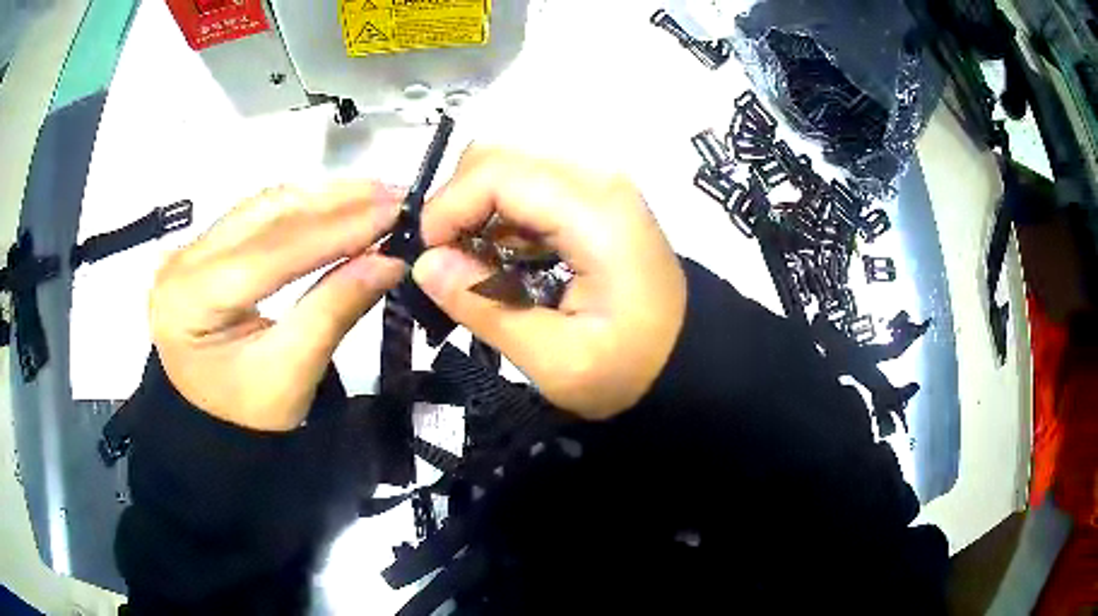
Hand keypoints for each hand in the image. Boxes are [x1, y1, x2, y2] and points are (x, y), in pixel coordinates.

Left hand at [149, 182, 405, 431]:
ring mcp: (191, 247)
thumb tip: (390, 260)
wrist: (210, 421)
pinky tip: (339, 201)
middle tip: (396, 196)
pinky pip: (258, 214)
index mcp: (191, 301)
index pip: (270, 252)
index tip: (395, 212)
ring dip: (324, 197)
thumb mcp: (292, 375)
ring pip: (264, 206)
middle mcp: (183, 261)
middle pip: (265, 216)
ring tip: (377, 194)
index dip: (335, 229)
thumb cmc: (247, 413)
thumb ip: (334, 311)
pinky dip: (304, 206)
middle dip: (336, 203)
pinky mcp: (205, 245)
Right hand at [414, 146, 686, 419]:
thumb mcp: (556, 359)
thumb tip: (424, 264)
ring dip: (477, 209)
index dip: (448, 207)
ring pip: (511, 167)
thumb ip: (486, 307)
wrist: (688, 359)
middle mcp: (598, 181)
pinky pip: (532, 187)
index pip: (498, 173)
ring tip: (470, 266)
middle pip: (500, 157)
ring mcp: (600, 186)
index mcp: (594, 214)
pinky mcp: (596, 199)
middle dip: (458, 203)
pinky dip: (502, 216)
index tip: (427, 255)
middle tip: (445, 261)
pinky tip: (501, 259)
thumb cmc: (630, 369)